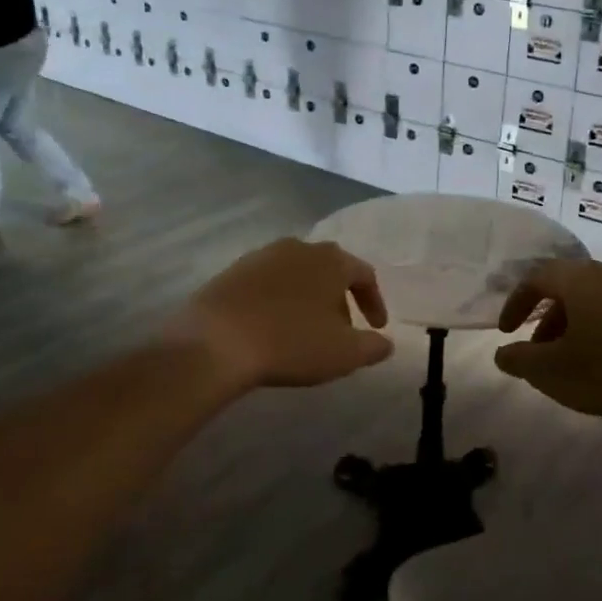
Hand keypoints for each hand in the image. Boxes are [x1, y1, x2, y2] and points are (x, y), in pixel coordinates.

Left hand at [169, 238, 393, 393]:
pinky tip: (272, 328)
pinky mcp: (232, 271)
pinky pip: (267, 285)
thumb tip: (386, 343)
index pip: (364, 274)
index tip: (376, 328)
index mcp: (331, 260)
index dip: (374, 302)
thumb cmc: (291, 342)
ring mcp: (262, 256)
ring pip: (297, 275)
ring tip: (305, 331)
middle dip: (339, 300)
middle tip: (341, 331)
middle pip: (330, 270)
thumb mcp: (344, 353)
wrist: (215, 341)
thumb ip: (373, 347)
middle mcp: (299, 247)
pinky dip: (278, 302)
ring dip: (307, 299)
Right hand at [494, 259, 601, 427]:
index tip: (505, 332)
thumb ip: (519, 359)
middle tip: (535, 347)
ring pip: (589, 298)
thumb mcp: (551, 371)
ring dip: (569, 323)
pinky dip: (594, 326)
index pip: (536, 278)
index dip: (515, 303)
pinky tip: (597, 359)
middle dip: (543, 315)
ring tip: (565, 358)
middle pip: (564, 285)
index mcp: (579, 278)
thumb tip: (502, 353)